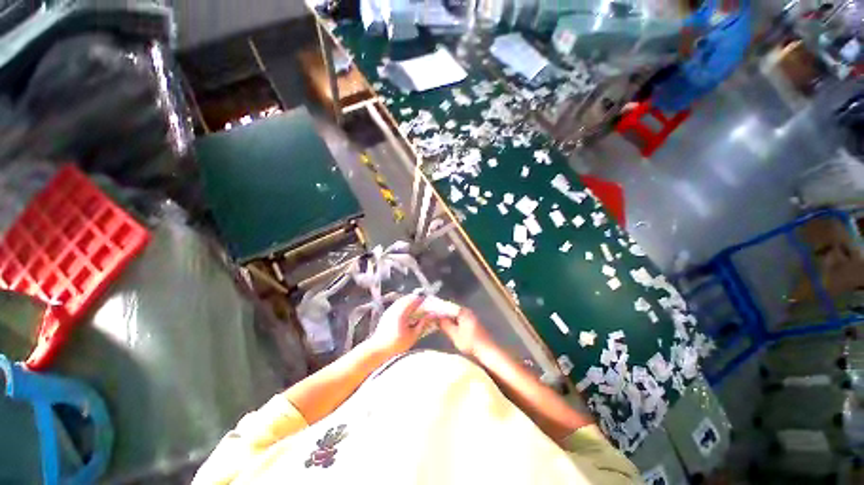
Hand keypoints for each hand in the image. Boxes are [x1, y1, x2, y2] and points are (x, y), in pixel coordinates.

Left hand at [367, 295, 428, 356]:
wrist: (377, 349)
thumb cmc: (396, 344)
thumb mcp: (413, 335)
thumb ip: (423, 324)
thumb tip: (432, 315)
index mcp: (402, 311)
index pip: (415, 300)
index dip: (424, 300)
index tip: (430, 303)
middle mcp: (395, 307)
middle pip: (408, 298)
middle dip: (417, 300)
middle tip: (425, 304)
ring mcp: (390, 309)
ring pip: (403, 300)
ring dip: (411, 302)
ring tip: (418, 308)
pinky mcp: (387, 313)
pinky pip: (398, 304)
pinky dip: (405, 305)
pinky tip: (408, 312)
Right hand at [437, 306, 492, 356]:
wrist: (487, 350)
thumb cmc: (470, 342)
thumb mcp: (454, 334)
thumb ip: (445, 324)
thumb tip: (436, 317)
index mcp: (463, 311)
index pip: (448, 306)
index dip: (439, 309)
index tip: (431, 313)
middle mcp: (468, 311)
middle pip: (452, 310)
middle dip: (443, 314)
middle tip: (434, 319)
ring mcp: (472, 317)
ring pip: (456, 315)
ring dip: (449, 319)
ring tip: (439, 324)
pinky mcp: (474, 324)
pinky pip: (461, 319)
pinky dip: (454, 322)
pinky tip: (450, 328)